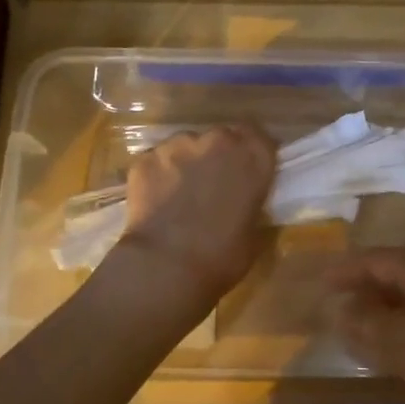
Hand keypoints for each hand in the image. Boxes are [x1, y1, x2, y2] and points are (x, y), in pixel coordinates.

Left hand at [115, 125, 274, 307]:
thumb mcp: (254, 232)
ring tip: (180, 194)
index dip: (251, 153)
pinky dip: (159, 175)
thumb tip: (243, 202)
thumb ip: (251, 204)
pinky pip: (157, 161)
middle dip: (218, 155)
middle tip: (213, 185)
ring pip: (186, 146)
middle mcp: (218, 140)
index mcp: (253, 157)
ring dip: (187, 163)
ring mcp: (178, 145)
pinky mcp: (145, 157)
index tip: (246, 171)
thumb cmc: (222, 256)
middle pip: (221, 137)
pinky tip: (156, 201)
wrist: (166, 266)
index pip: (259, 138)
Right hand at [327, 248, 404, 403]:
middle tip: (336, 302)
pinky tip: (404, 342)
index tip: (321, 280)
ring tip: (362, 321)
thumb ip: (373, 327)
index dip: (348, 267)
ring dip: (388, 302)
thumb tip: (340, 307)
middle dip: (366, 283)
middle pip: (400, 270)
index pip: (381, 258)